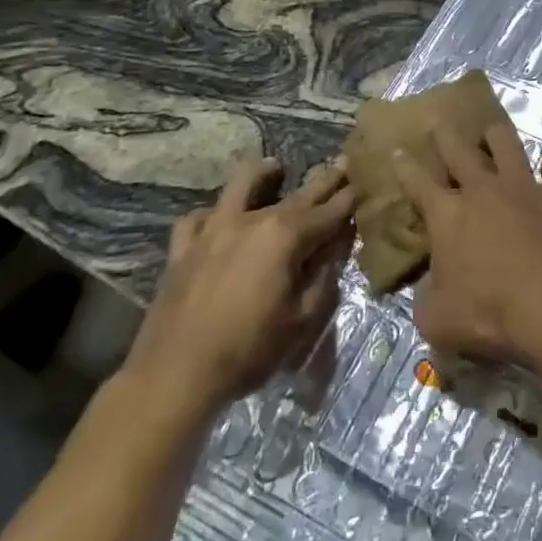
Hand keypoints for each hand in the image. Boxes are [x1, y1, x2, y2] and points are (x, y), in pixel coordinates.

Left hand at [120, 157, 352, 432]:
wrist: (175, 375)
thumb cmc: (249, 350)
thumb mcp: (302, 318)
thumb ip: (324, 274)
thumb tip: (338, 243)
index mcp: (286, 236)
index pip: (331, 210)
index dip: (351, 198)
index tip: (366, 182)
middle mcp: (253, 220)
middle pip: (298, 193)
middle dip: (325, 179)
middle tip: (342, 165)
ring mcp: (213, 229)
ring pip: (241, 184)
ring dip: (264, 174)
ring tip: (275, 169)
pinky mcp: (183, 248)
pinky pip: (197, 218)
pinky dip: (212, 215)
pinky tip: (218, 221)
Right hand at [392, 121, 541, 363]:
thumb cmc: (489, 313)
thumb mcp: (438, 319)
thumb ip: (427, 298)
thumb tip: (430, 288)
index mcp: (447, 216)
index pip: (418, 183)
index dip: (405, 167)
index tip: (397, 151)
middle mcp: (482, 190)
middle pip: (459, 151)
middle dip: (445, 134)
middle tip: (438, 120)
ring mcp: (523, 186)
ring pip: (506, 145)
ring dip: (496, 135)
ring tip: (491, 127)